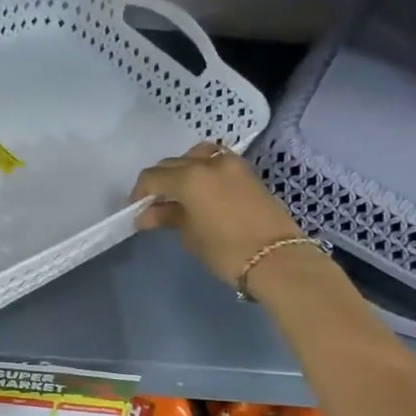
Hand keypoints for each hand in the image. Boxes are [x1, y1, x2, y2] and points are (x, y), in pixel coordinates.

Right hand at [130, 142, 303, 287]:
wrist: (279, 259)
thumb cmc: (227, 251)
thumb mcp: (190, 235)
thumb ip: (167, 217)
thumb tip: (147, 214)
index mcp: (189, 177)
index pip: (152, 177)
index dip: (140, 193)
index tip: (136, 210)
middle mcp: (208, 162)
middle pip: (172, 164)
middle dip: (159, 182)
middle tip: (155, 205)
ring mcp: (231, 164)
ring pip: (195, 155)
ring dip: (182, 169)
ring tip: (179, 192)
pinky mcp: (246, 172)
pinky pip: (215, 160)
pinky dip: (202, 169)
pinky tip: (201, 190)